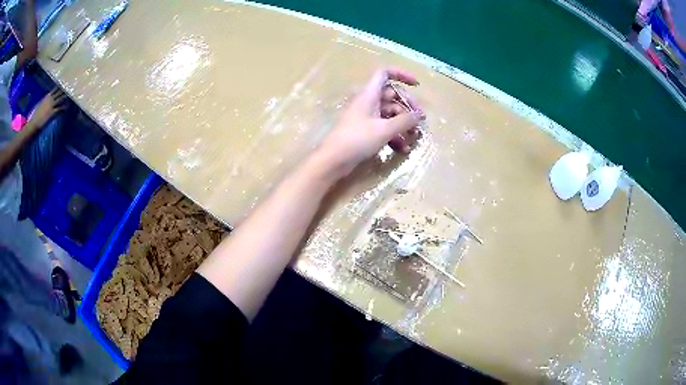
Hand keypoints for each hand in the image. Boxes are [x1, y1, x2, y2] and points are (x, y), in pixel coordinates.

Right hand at [29, 88, 67, 128]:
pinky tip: (67, 107)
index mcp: (47, 96)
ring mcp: (51, 105)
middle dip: (64, 89)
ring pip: (60, 99)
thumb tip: (45, 99)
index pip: (55, 89)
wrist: (33, 123)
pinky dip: (63, 107)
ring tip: (70, 95)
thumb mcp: (39, 104)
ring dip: (65, 97)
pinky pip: (59, 109)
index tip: (65, 83)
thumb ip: (43, 100)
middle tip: (70, 86)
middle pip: (59, 92)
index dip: (60, 86)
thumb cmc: (35, 115)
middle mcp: (49, 99)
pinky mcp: (51, 113)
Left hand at [316, 68, 424, 177]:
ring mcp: (367, 117)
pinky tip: (403, 149)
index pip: (385, 74)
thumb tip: (418, 115)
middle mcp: (368, 102)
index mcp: (370, 94)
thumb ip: (404, 121)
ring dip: (403, 124)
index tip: (417, 85)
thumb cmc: (357, 139)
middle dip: (408, 106)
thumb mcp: (384, 129)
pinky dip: (395, 135)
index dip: (401, 74)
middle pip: (392, 95)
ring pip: (390, 113)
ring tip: (414, 137)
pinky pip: (384, 127)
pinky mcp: (366, 131)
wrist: (333, 160)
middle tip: (420, 120)